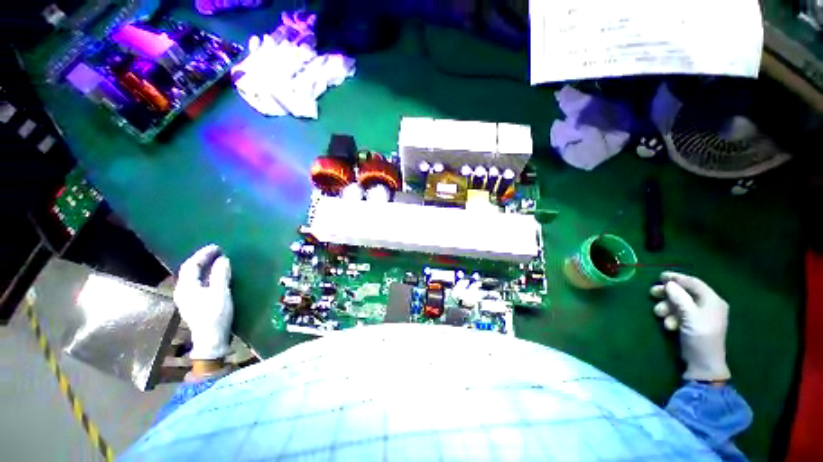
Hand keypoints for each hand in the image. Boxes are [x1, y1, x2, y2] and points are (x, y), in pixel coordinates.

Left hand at [174, 244, 233, 359]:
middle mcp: (183, 291)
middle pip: (190, 270)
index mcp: (186, 287)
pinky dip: (206, 275)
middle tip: (218, 251)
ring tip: (217, 260)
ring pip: (193, 277)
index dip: (203, 254)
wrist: (211, 340)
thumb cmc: (215, 315)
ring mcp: (188, 298)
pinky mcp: (194, 303)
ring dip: (204, 267)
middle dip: (203, 259)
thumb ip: (220, 275)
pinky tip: (215, 276)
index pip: (191, 265)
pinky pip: (198, 283)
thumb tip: (223, 259)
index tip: (217, 247)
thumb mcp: (220, 293)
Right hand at [651, 271, 730, 381]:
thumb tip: (669, 284)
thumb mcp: (690, 315)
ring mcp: (699, 315)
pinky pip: (678, 314)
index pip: (694, 283)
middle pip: (684, 293)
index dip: (677, 278)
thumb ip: (680, 298)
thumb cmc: (700, 336)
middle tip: (653, 293)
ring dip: (667, 307)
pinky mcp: (692, 323)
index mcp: (712, 300)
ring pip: (679, 304)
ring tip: (660, 314)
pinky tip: (668, 325)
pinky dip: (671, 316)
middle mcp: (707, 305)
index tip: (660, 276)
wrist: (703, 363)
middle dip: (668, 294)